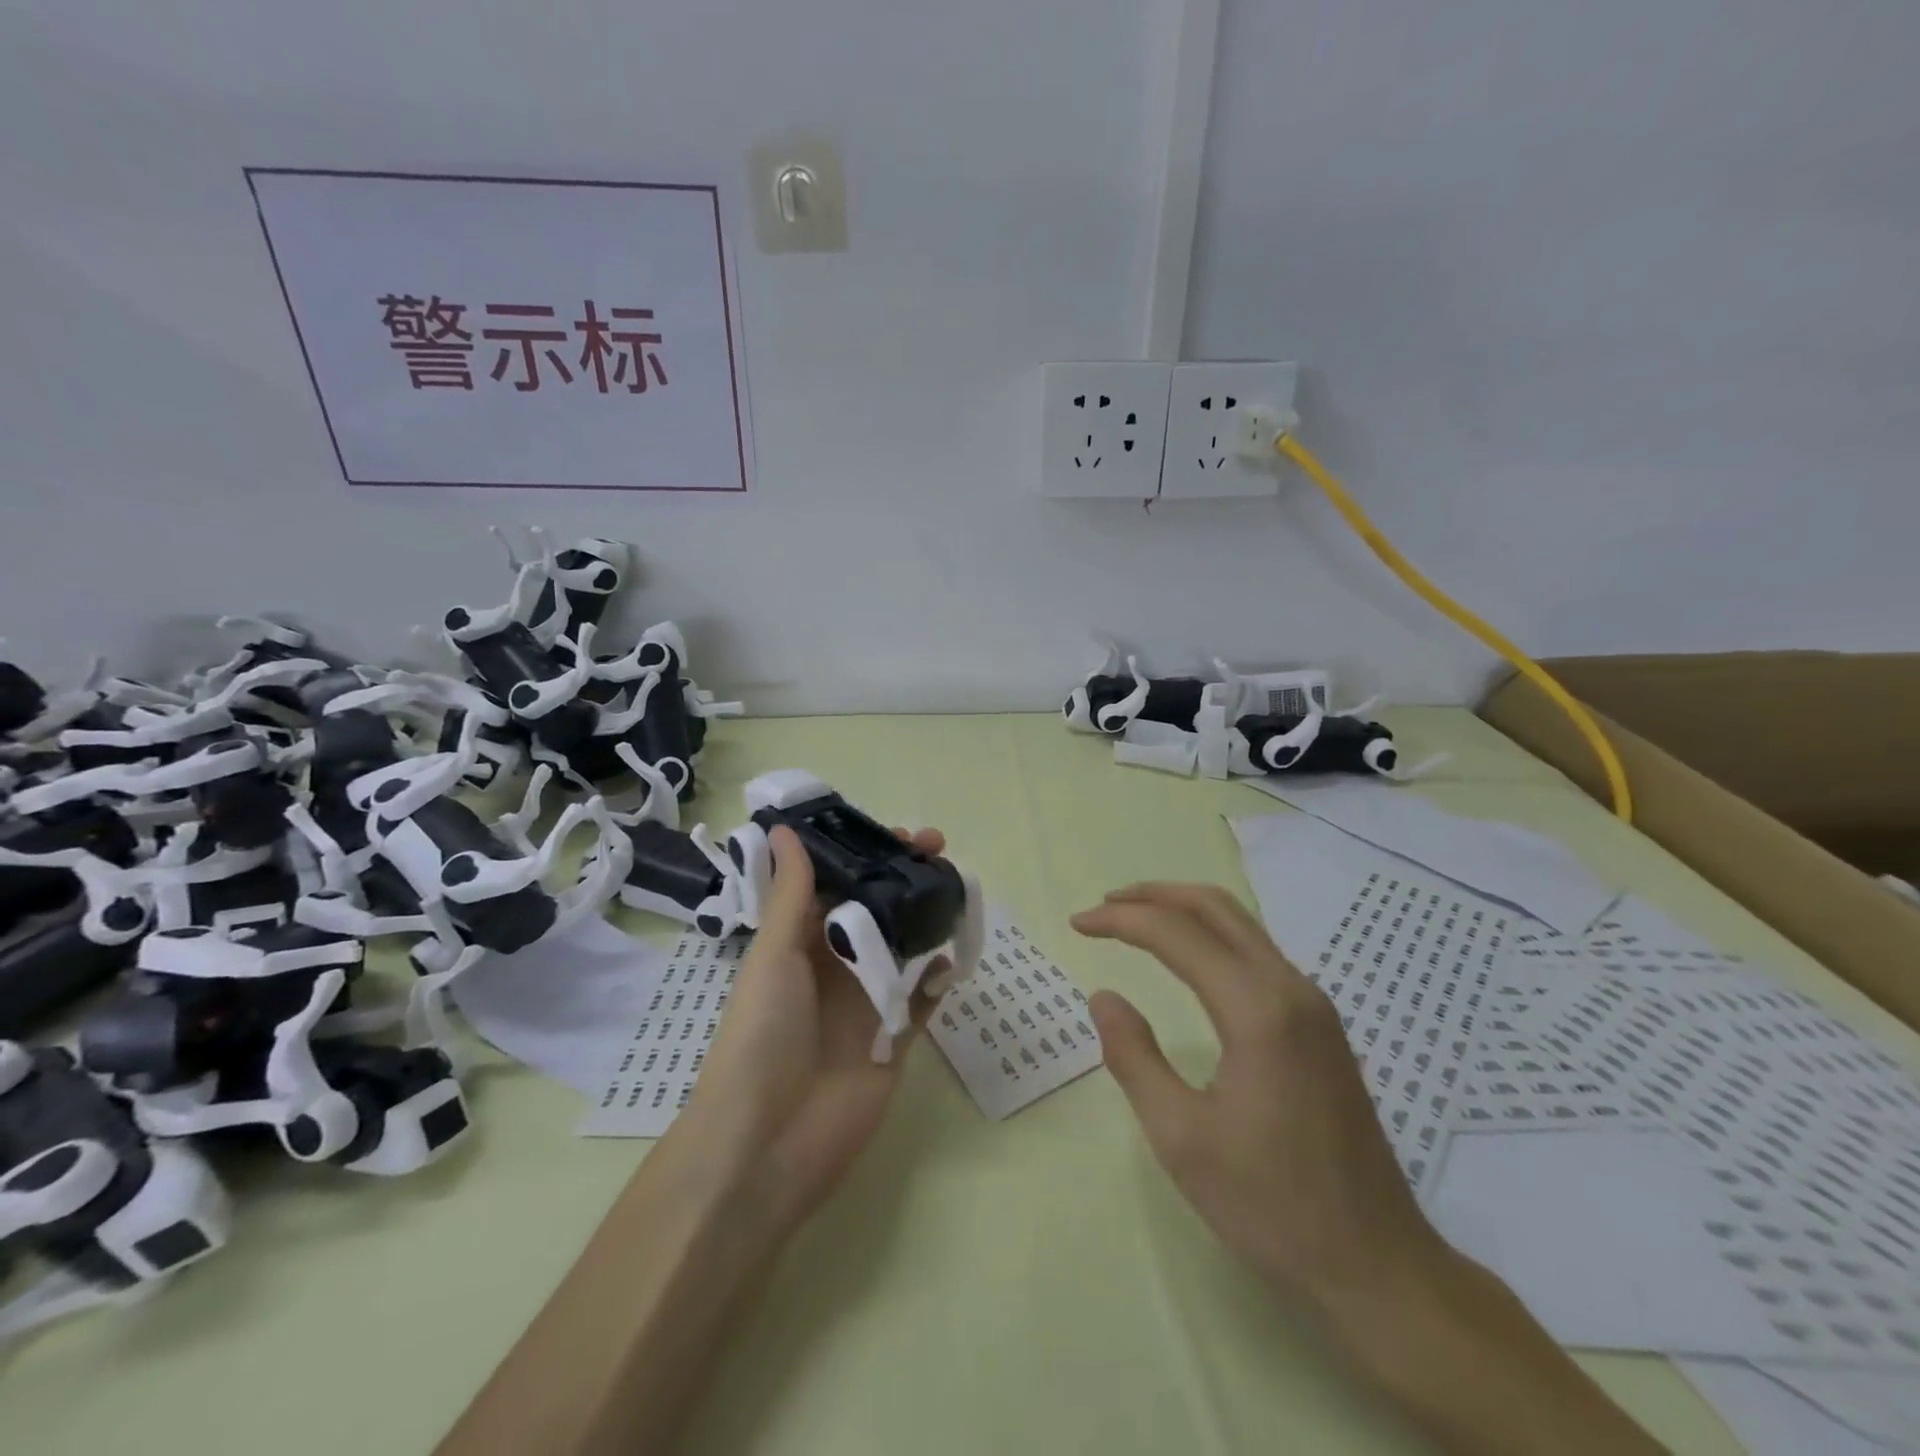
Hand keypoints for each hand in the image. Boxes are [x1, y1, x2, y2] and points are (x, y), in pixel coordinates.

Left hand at [676, 823, 949, 1232]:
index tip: (895, 830)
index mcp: (798, 942)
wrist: (768, 1143)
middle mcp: (833, 966)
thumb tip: (784, 828)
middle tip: (937, 847)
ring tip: (955, 886)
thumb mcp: (774, 955)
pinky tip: (954, 957)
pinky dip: (939, 977)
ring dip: (926, 916)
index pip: (836, 883)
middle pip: (875, 908)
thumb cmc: (761, 1035)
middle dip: (903, 876)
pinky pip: (922, 999)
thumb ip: (792, 894)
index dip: (863, 853)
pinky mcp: (894, 1040)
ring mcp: (865, 1002)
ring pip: (904, 946)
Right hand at [1073, 883, 1448, 1311]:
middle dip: (1154, 895)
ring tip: (1135, 922)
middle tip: (1104, 905)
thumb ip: (1134, 1057)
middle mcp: (1291, 988)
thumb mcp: (1181, 1138)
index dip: (1120, 919)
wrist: (1378, 1265)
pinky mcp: (1322, 1025)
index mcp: (1258, 1010)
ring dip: (1184, 911)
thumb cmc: (1272, 1205)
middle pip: (1216, 907)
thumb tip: (1104, 996)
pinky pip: (1258, 952)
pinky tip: (1189, 960)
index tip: (1077, 924)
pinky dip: (1212, 936)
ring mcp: (1314, 1004)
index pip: (1176, 934)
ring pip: (1242, 925)